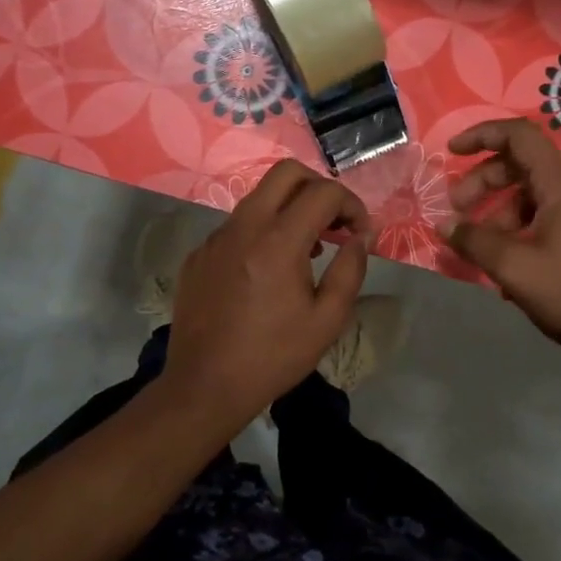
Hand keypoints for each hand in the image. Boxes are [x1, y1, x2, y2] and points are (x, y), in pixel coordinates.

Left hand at [159, 160, 372, 427]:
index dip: (352, 205)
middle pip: (286, 173)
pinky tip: (267, 271)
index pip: (324, 192)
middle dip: (319, 187)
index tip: (360, 234)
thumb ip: (351, 269)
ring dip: (290, 208)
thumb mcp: (327, 320)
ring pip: (259, 197)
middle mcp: (244, 226)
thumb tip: (360, 237)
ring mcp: (216, 238)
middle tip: (334, 221)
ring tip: (308, 249)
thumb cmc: (273, 356)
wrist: (204, 387)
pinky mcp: (199, 254)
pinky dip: (262, 231)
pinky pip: (237, 225)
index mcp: (278, 240)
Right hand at [443, 119, 560, 379]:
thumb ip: (475, 241)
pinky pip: (542, 217)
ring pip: (529, 195)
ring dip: (496, 213)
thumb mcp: (516, 268)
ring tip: (476, 247)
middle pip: (520, 165)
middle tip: (455, 212)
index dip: (482, 135)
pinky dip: (516, 229)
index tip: (451, 153)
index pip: (520, 136)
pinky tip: (502, 264)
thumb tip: (444, 224)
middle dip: (482, 183)